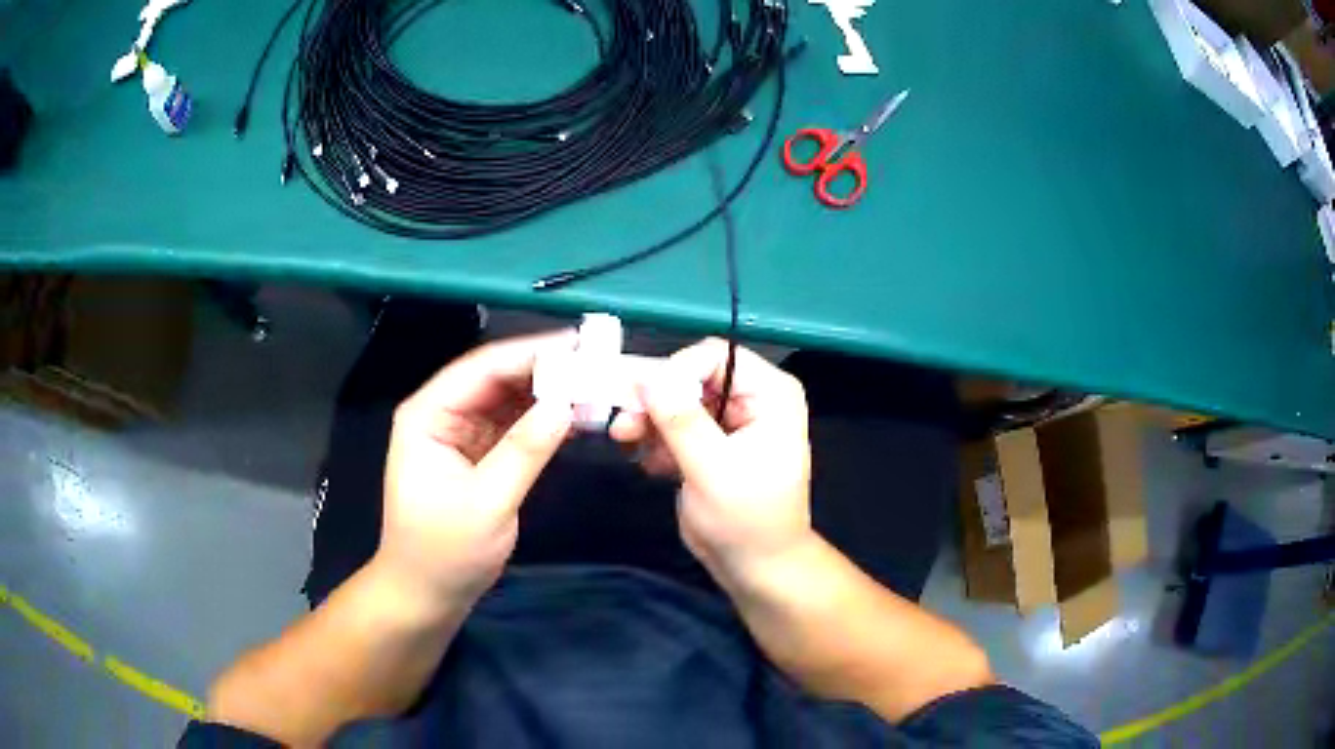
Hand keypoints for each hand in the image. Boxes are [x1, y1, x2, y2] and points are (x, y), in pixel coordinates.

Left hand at [377, 332, 574, 602]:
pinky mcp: (479, 454)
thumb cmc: (444, 553)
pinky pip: (513, 425)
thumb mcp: (487, 503)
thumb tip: (566, 404)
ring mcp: (461, 433)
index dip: (530, 353)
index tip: (579, 346)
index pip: (481, 368)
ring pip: (508, 399)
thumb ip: (524, 450)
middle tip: (596, 364)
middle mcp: (442, 414)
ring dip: (547, 393)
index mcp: (428, 415)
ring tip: (594, 384)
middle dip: (544, 370)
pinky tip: (574, 415)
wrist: (427, 595)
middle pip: (496, 377)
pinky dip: (542, 420)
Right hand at [610, 339, 813, 571]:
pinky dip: (658, 440)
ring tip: (626, 442)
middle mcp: (752, 398)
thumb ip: (682, 422)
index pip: (714, 356)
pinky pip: (675, 424)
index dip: (674, 372)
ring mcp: (730, 420)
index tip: (638, 399)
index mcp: (770, 394)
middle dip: (655, 399)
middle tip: (621, 423)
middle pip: (692, 376)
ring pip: (677, 399)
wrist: (756, 567)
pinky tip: (652, 466)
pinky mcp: (710, 442)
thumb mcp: (714, 471)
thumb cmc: (747, 521)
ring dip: (649, 420)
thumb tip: (650, 377)